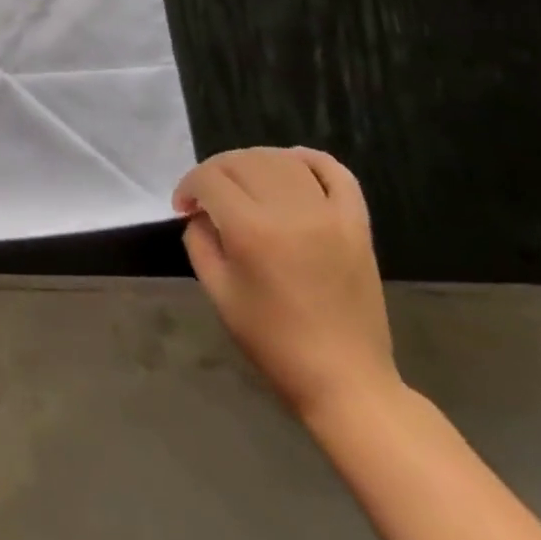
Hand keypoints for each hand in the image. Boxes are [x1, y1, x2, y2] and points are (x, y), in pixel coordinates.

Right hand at [174, 147, 398, 422]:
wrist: (344, 379)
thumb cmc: (271, 340)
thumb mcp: (217, 290)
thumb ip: (200, 241)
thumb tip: (201, 214)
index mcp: (253, 231)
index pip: (210, 179)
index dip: (188, 186)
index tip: (183, 208)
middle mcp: (292, 212)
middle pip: (244, 162)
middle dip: (216, 172)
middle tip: (206, 198)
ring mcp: (331, 216)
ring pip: (283, 161)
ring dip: (253, 163)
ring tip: (242, 185)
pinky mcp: (357, 226)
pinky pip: (336, 174)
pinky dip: (310, 160)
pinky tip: (290, 166)